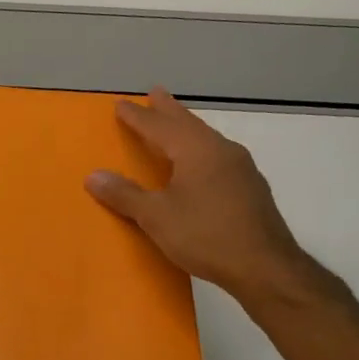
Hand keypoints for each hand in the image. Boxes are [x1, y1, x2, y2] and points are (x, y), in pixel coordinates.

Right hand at [86, 87, 325, 308]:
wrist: (264, 266)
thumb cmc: (205, 236)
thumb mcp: (156, 217)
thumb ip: (125, 195)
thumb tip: (93, 176)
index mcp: (195, 150)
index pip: (159, 126)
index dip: (138, 116)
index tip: (121, 104)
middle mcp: (220, 150)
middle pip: (188, 123)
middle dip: (168, 109)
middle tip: (155, 93)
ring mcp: (240, 168)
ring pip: (205, 138)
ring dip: (186, 128)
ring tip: (174, 124)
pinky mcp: (250, 187)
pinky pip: (217, 156)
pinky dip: (199, 149)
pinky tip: (200, 162)